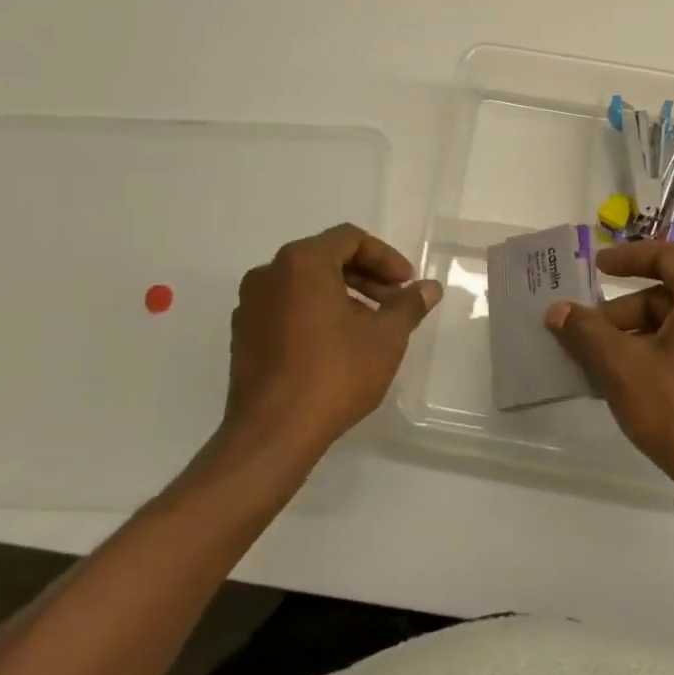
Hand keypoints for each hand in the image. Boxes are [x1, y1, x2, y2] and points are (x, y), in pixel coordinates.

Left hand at [223, 224, 440, 470]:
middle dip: (366, 276)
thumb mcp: (385, 338)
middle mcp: (269, 273)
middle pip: (326, 258)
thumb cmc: (334, 375)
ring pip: (305, 284)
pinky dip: (315, 313)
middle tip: (394, 303)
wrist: (272, 435)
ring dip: (342, 295)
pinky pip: (286, 307)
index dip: (385, 257)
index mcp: (302, 262)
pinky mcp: (243, 335)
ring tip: (370, 326)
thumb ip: (409, 305)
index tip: (406, 284)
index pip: (350, 239)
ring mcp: (251, 305)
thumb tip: (430, 288)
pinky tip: (338, 345)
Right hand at [545, 241, 673, 531]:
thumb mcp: (622, 367)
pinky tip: (625, 388)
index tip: (595, 268)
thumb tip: (557, 310)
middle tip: (583, 335)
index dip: (626, 258)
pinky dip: (656, 359)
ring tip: (596, 366)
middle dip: (620, 314)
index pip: (665, 255)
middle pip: (665, 297)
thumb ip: (586, 332)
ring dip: (633, 340)